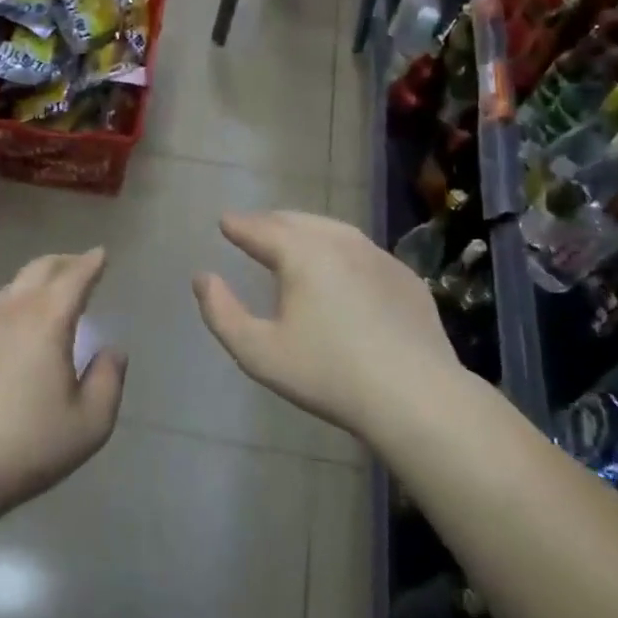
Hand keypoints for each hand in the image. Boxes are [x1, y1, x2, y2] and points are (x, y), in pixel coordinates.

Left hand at [0, 248, 126, 512]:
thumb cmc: (28, 446)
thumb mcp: (90, 423)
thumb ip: (109, 380)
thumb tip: (113, 350)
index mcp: (45, 322)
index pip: (73, 278)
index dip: (91, 263)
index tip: (102, 254)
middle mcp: (10, 313)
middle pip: (38, 270)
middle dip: (63, 262)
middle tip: (81, 264)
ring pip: (11, 287)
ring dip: (36, 280)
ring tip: (51, 291)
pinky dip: (14, 302)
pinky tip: (17, 324)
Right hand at [193, 210, 462, 441]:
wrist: (414, 395)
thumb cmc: (327, 374)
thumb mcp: (258, 352)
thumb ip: (222, 313)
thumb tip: (203, 278)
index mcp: (302, 254)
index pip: (261, 229)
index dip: (239, 225)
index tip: (225, 221)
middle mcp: (341, 243)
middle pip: (298, 222)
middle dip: (271, 222)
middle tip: (253, 228)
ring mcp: (379, 257)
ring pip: (334, 230)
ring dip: (306, 230)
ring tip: (291, 239)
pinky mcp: (405, 278)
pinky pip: (362, 251)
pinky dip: (339, 249)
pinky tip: (338, 267)